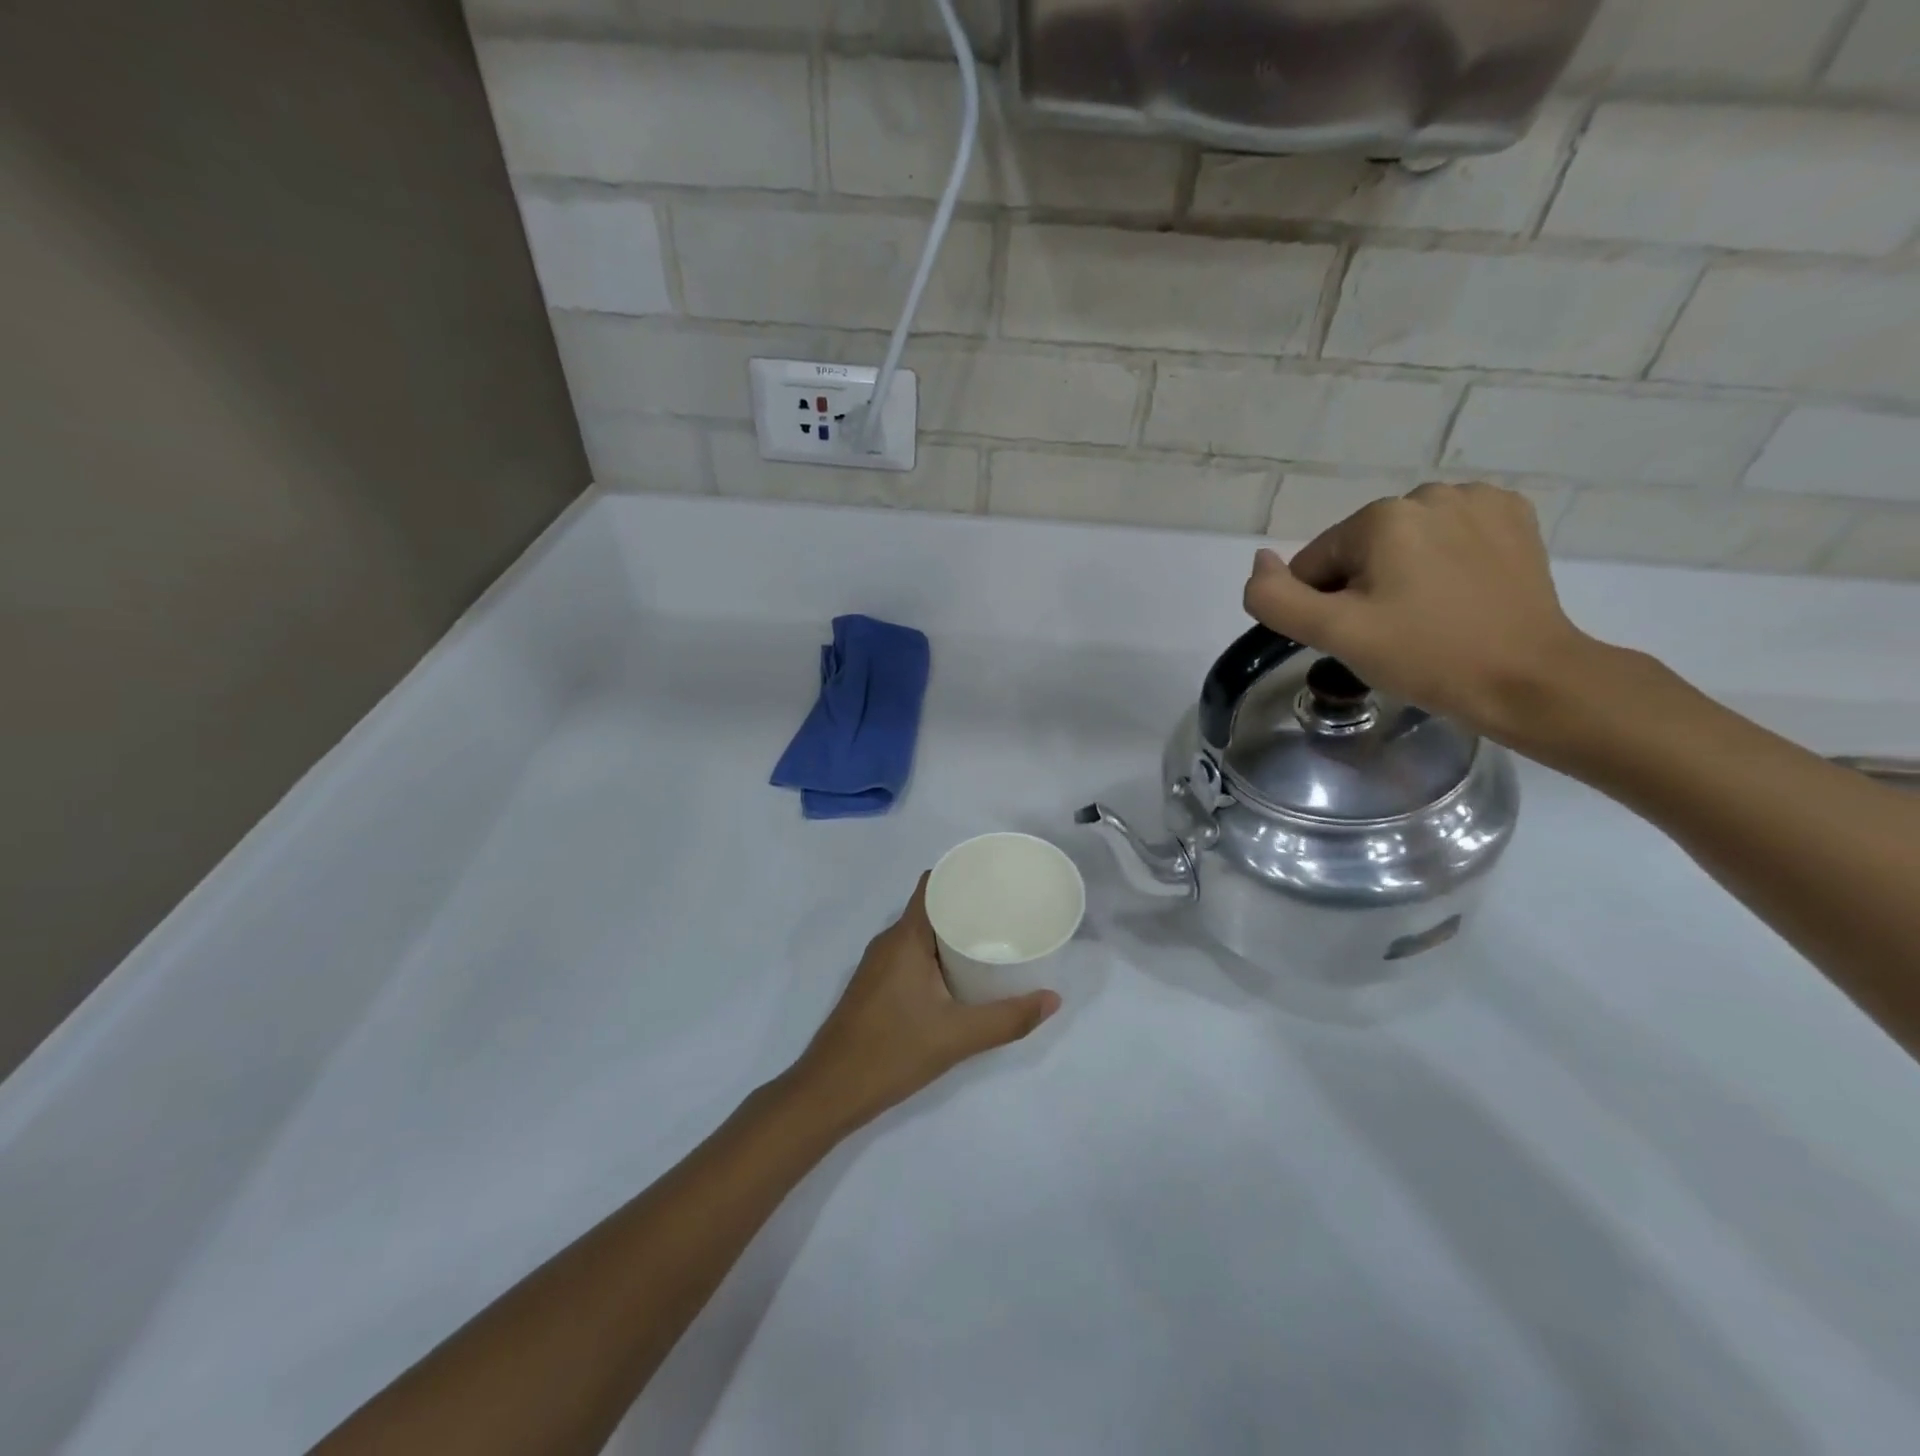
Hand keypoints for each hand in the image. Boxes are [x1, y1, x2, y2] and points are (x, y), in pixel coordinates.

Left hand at [788, 874, 1059, 1134]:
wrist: (829, 1092)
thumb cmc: (892, 1052)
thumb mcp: (958, 1037)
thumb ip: (1008, 1019)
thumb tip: (1053, 999)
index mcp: (905, 938)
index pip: (932, 884)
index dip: (962, 875)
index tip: (998, 880)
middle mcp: (889, 941)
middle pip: (931, 907)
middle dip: (967, 906)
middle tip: (1008, 914)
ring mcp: (878, 965)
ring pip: (921, 933)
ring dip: (952, 933)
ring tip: (993, 941)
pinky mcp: (875, 986)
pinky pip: (911, 954)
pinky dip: (937, 954)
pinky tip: (961, 975)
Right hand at [1243, 482, 1603, 742]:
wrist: (1528, 679)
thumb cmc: (1425, 656)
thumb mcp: (1335, 634)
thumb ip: (1276, 598)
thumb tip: (1260, 560)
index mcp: (1380, 517)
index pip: (1315, 564)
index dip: (1324, 607)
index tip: (1359, 639)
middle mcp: (1428, 494)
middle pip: (1360, 551)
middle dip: (1363, 589)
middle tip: (1392, 634)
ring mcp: (1478, 501)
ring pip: (1404, 543)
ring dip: (1401, 575)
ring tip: (1428, 616)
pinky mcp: (1513, 517)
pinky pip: (1449, 535)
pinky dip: (1444, 561)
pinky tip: (1460, 593)